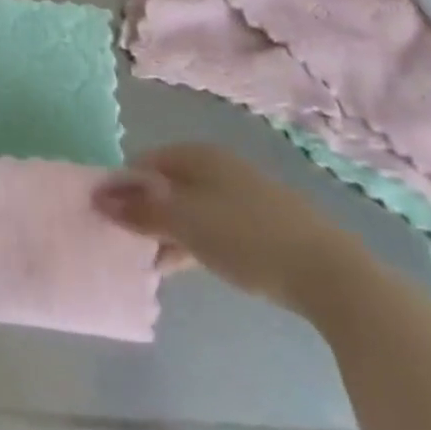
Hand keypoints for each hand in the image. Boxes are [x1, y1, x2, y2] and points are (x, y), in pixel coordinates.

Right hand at [93, 143, 365, 313]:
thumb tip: (98, 197)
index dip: (123, 188)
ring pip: (192, 208)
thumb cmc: (246, 237)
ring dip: (170, 231)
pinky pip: (215, 226)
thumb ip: (140, 211)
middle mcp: (219, 166)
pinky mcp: (264, 225)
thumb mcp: (184, 224)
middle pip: (168, 185)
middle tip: (128, 244)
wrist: (332, 275)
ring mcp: (244, 194)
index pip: (144, 162)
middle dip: (146, 212)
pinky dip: (196, 242)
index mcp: (197, 154)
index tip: (109, 219)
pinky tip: (187, 266)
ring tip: (153, 263)